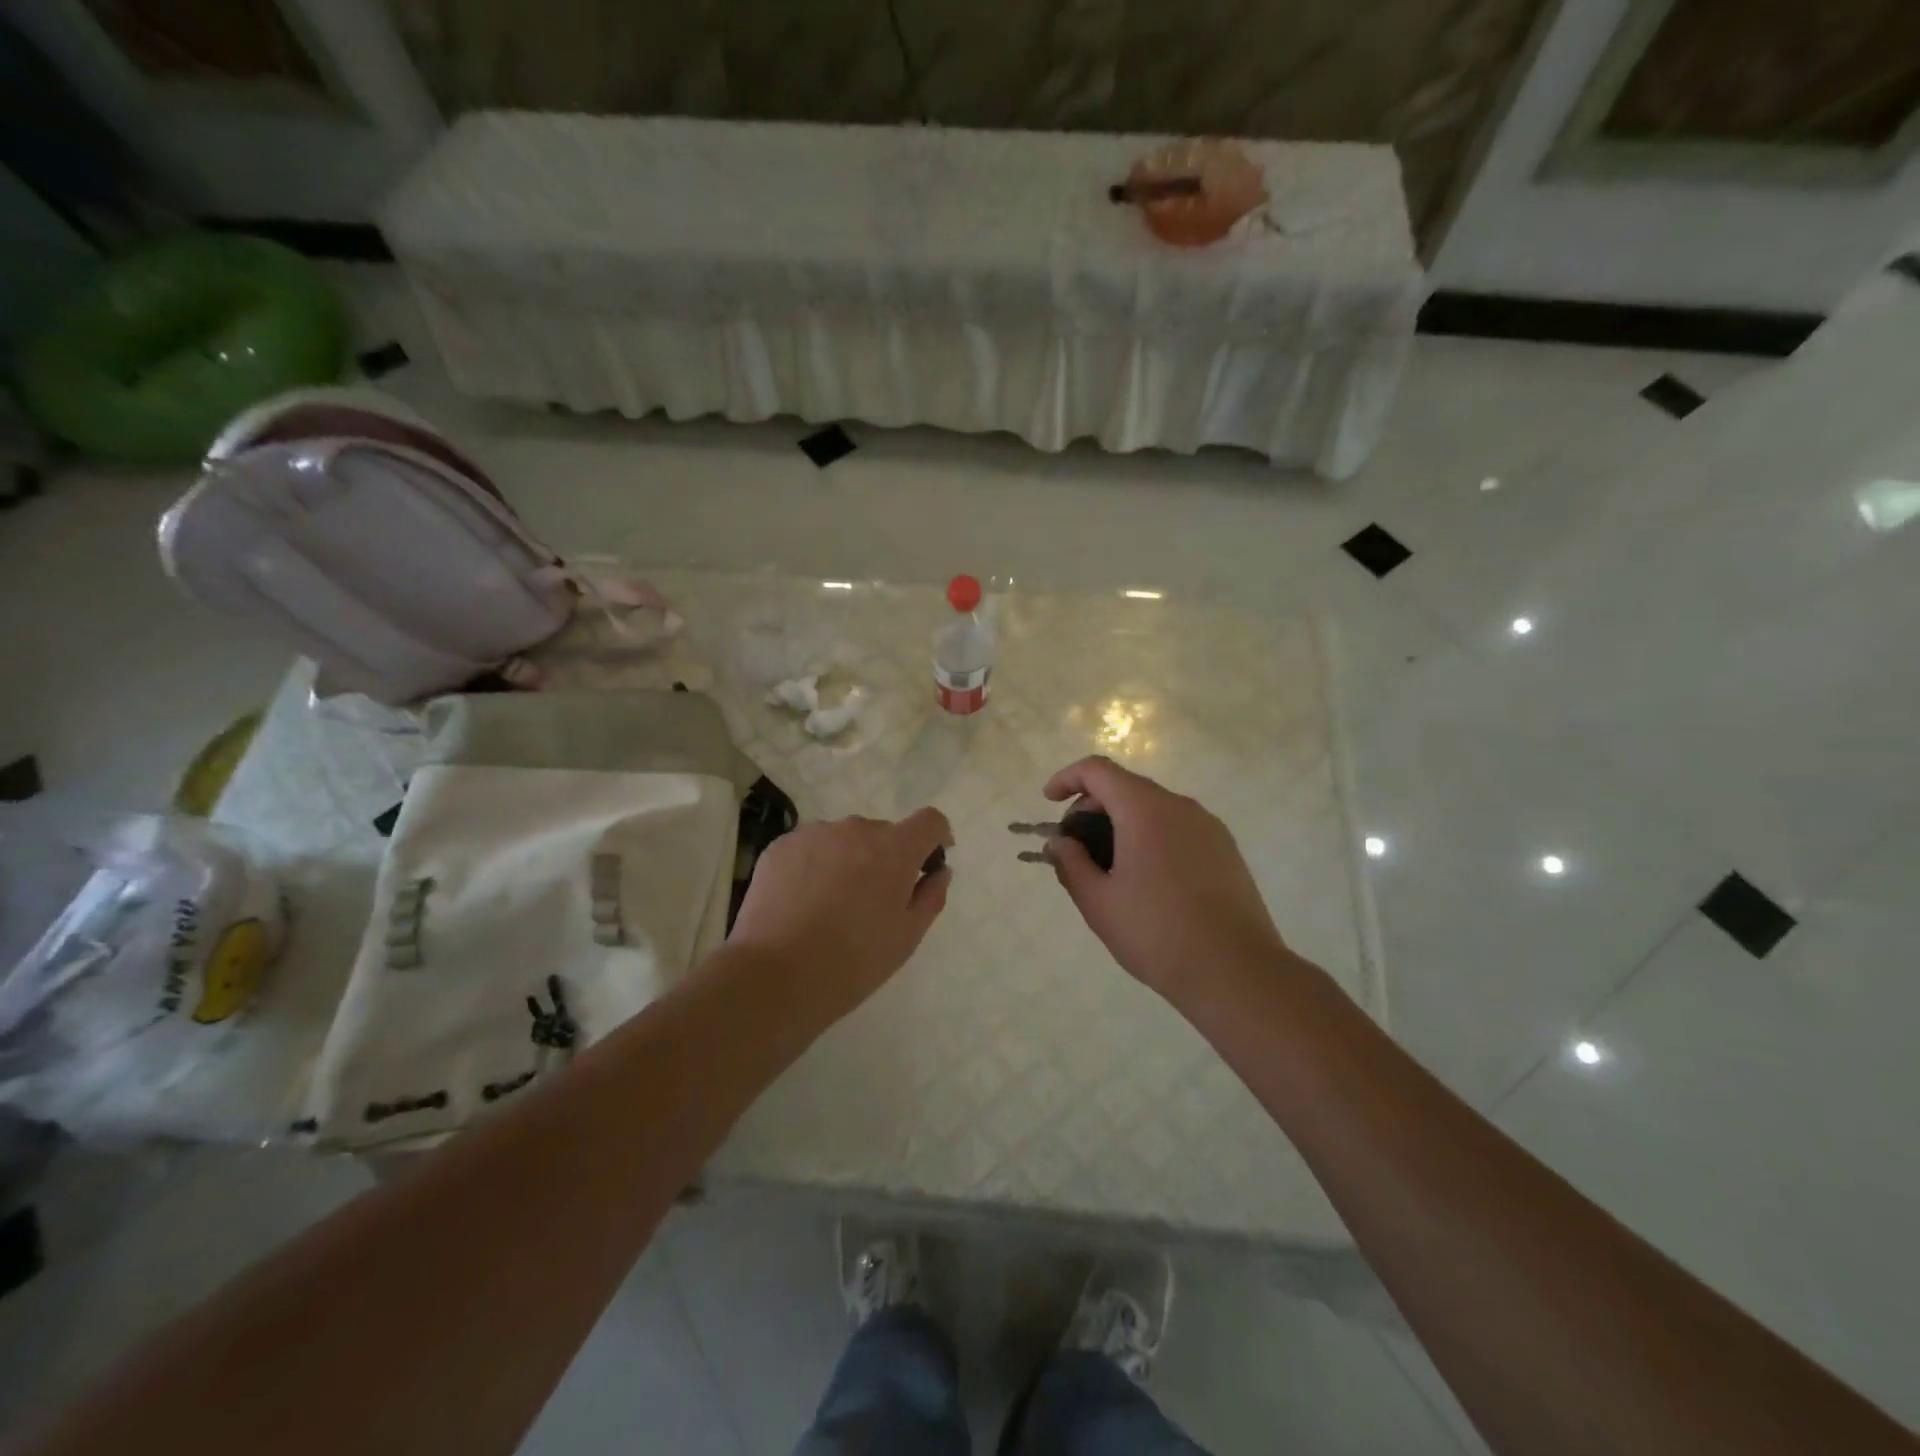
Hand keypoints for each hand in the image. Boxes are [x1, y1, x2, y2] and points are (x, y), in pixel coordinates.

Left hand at [729, 808, 953, 1017]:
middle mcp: (856, 830)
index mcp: (894, 850)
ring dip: (849, 860)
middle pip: (883, 833)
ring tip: (832, 904)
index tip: (930, 862)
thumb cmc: (852, 963)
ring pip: (844, 839)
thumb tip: (939, 871)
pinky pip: (811, 847)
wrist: (773, 976)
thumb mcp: (906, 938)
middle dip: (887, 858)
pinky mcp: (780, 846)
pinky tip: (803, 902)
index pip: (929, 821)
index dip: (936, 837)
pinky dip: (815, 865)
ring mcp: (814, 834)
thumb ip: (931, 896)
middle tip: (874, 901)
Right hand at [1042, 757, 1289, 1007]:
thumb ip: (1071, 863)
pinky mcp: (1226, 849)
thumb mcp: (1099, 902)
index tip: (1049, 803)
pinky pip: (1177, 828)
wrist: (1236, 971)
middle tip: (1075, 849)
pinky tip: (1146, 880)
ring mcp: (1208, 827)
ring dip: (1122, 824)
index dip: (1067, 779)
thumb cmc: (1157, 933)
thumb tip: (1059, 843)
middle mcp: (1180, 806)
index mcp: (1145, 810)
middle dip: (1092, 808)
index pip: (1098, 770)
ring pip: (1153, 808)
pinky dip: (1151, 837)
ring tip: (1108, 869)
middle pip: (1126, 787)